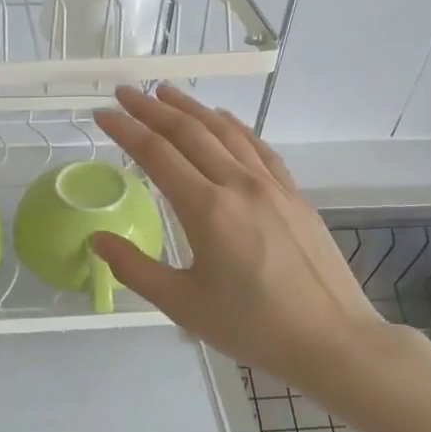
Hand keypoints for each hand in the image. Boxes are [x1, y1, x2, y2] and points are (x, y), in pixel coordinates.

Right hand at [91, 84, 386, 384]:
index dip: (125, 130)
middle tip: (124, 93)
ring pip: (224, 131)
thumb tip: (97, 239)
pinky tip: (222, 118)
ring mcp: (271, 185)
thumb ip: (135, 268)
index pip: (156, 154)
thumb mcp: (183, 305)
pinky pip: (257, 146)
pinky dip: (233, 125)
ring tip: (165, 92)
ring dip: (191, 108)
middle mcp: (238, 185)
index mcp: (207, 210)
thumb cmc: (253, 326)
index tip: (102, 114)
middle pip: (189, 132)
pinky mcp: (293, 193)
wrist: (332, 339)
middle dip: (152, 109)